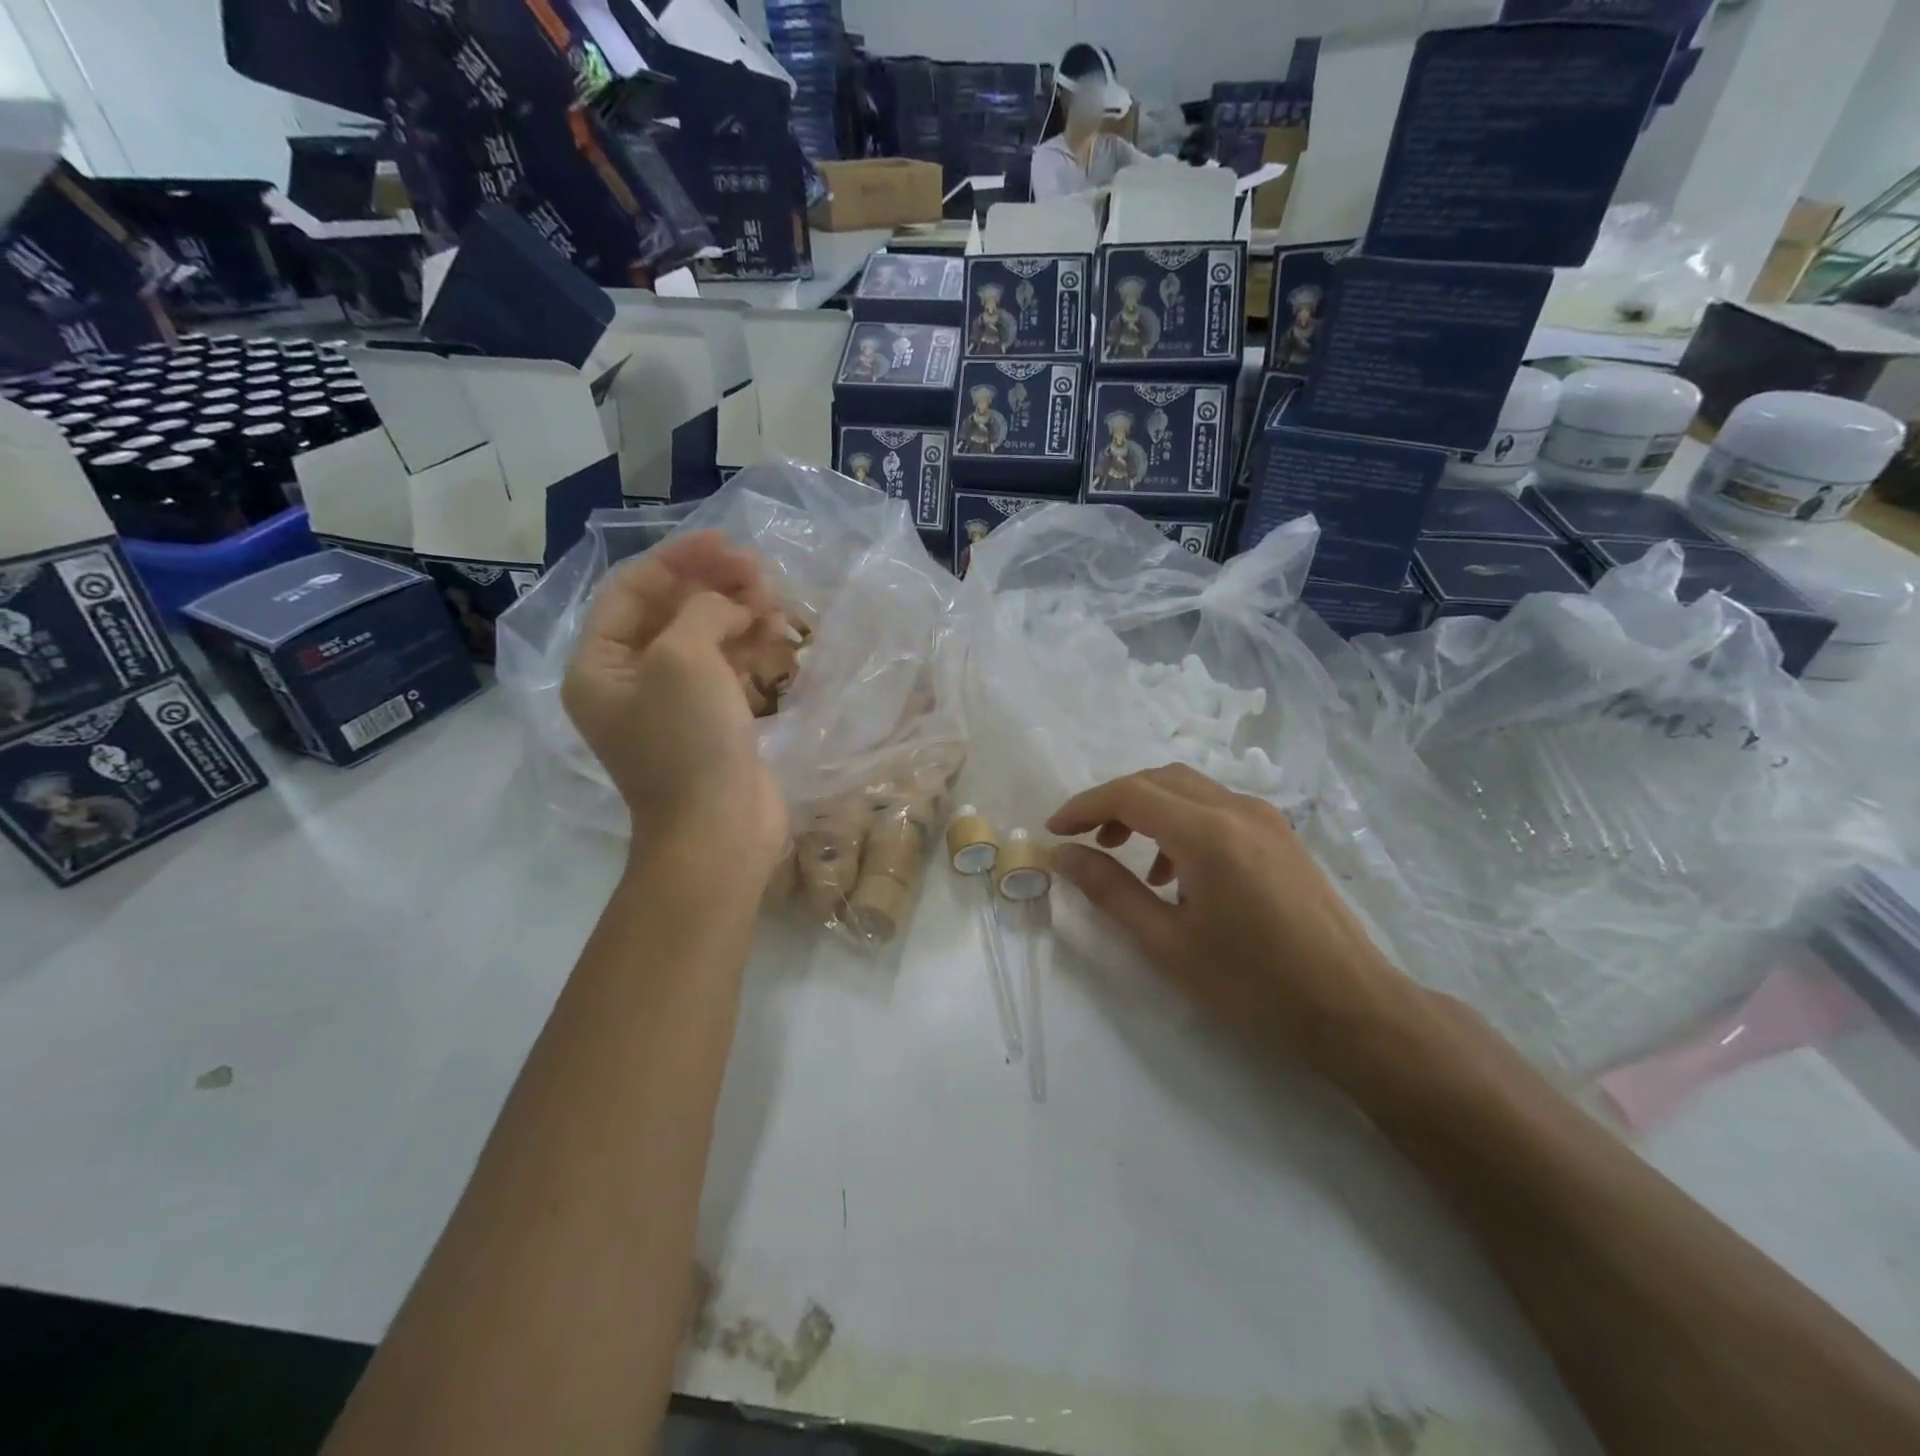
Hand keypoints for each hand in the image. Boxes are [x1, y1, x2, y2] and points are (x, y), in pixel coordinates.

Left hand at [563, 532, 788, 885]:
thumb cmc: (688, 741)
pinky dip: (748, 646)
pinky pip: (725, 668)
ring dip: (736, 613)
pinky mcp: (711, 722)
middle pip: (669, 612)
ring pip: (702, 638)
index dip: (678, 560)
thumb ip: (701, 610)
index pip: (632, 591)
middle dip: (712, 586)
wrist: (719, 830)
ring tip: (775, 601)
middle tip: (758, 572)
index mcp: (599, 665)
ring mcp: (672, 704)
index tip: (726, 542)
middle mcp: (629, 680)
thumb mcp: (683, 659)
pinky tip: (778, 632)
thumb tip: (729, 604)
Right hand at [1048, 765, 1422, 1079]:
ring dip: (1148, 810)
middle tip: (1085, 840)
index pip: (1129, 794)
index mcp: (1207, 833)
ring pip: (1189, 790)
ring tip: (1125, 857)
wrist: (1353, 1009)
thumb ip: (1110, 891)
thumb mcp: (1167, 943)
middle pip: (1158, 780)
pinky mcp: (1281, 835)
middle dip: (1113, 803)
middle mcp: (1237, 809)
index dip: (1083, 806)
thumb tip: (1063, 855)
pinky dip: (1181, 822)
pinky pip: (1217, 809)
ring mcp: (1265, 819)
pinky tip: (1176, 873)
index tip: (1054, 830)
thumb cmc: (1253, 984)